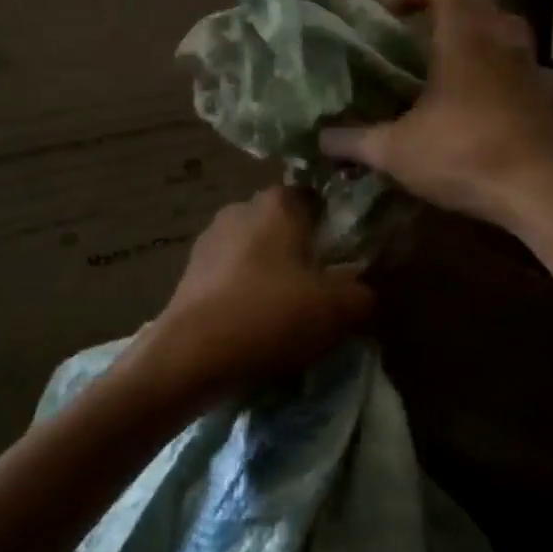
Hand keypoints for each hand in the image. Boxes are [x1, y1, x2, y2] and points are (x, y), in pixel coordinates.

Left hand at [140, 188, 372, 407]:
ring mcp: (209, 238)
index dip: (333, 223)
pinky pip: (229, 275)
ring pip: (254, 249)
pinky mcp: (189, 271)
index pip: (315, 196)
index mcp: (278, 203)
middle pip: (283, 223)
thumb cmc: (271, 315)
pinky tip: (253, 323)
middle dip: (300, 250)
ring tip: (285, 312)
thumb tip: (364, 292)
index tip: (345, 255)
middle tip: (320, 287)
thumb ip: (363, 293)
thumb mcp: (338, 309)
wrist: (192, 354)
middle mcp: (240, 208)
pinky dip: (243, 292)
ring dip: (269, 272)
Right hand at [319, 0, 552, 230]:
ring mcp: (532, 66)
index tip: (388, 11)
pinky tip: (493, 96)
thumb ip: (354, 141)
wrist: (541, 189)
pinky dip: (507, 70)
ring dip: (481, 31)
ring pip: (509, 27)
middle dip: (447, 5)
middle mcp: (501, 40)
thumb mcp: (396, 151)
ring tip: (455, 58)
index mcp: (463, 37)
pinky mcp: (550, 96)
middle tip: (419, 30)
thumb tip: (321, 139)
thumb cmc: (464, 154)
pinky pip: (528, 67)